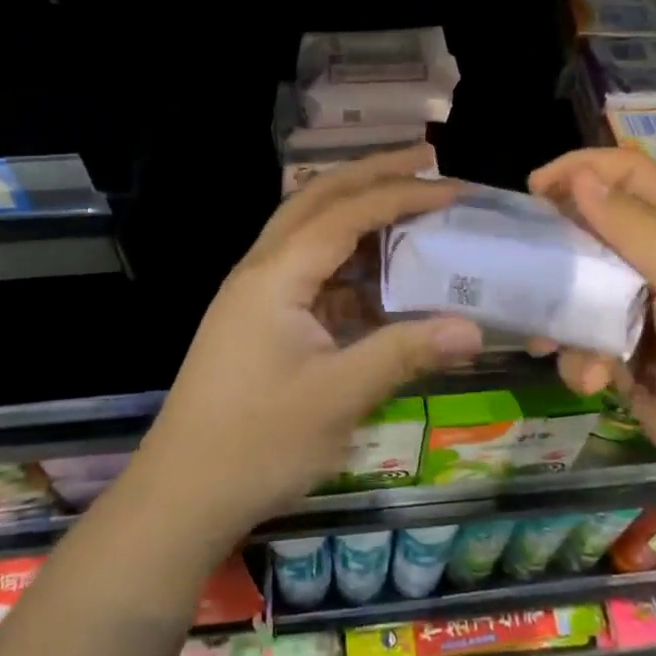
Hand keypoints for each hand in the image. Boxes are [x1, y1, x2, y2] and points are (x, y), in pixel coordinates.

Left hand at [133, 147, 483, 550]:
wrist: (181, 496)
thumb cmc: (258, 443)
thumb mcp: (339, 398)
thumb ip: (406, 353)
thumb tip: (474, 329)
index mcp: (276, 275)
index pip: (346, 213)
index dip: (400, 195)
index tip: (451, 189)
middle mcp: (262, 268)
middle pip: (319, 198)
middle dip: (373, 173)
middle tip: (426, 159)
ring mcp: (258, 293)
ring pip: (311, 228)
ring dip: (359, 209)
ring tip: (409, 200)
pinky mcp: (261, 319)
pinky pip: (311, 269)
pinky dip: (350, 259)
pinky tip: (382, 272)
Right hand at [529, 148, 655, 532]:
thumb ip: (633, 227)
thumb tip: (579, 178)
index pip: (630, 175)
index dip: (583, 169)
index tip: (534, 189)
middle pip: (597, 232)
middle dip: (560, 247)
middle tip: (525, 263)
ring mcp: (646, 315)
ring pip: (583, 291)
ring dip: (564, 315)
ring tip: (551, 342)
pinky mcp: (631, 361)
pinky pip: (587, 342)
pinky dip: (580, 359)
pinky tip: (591, 383)